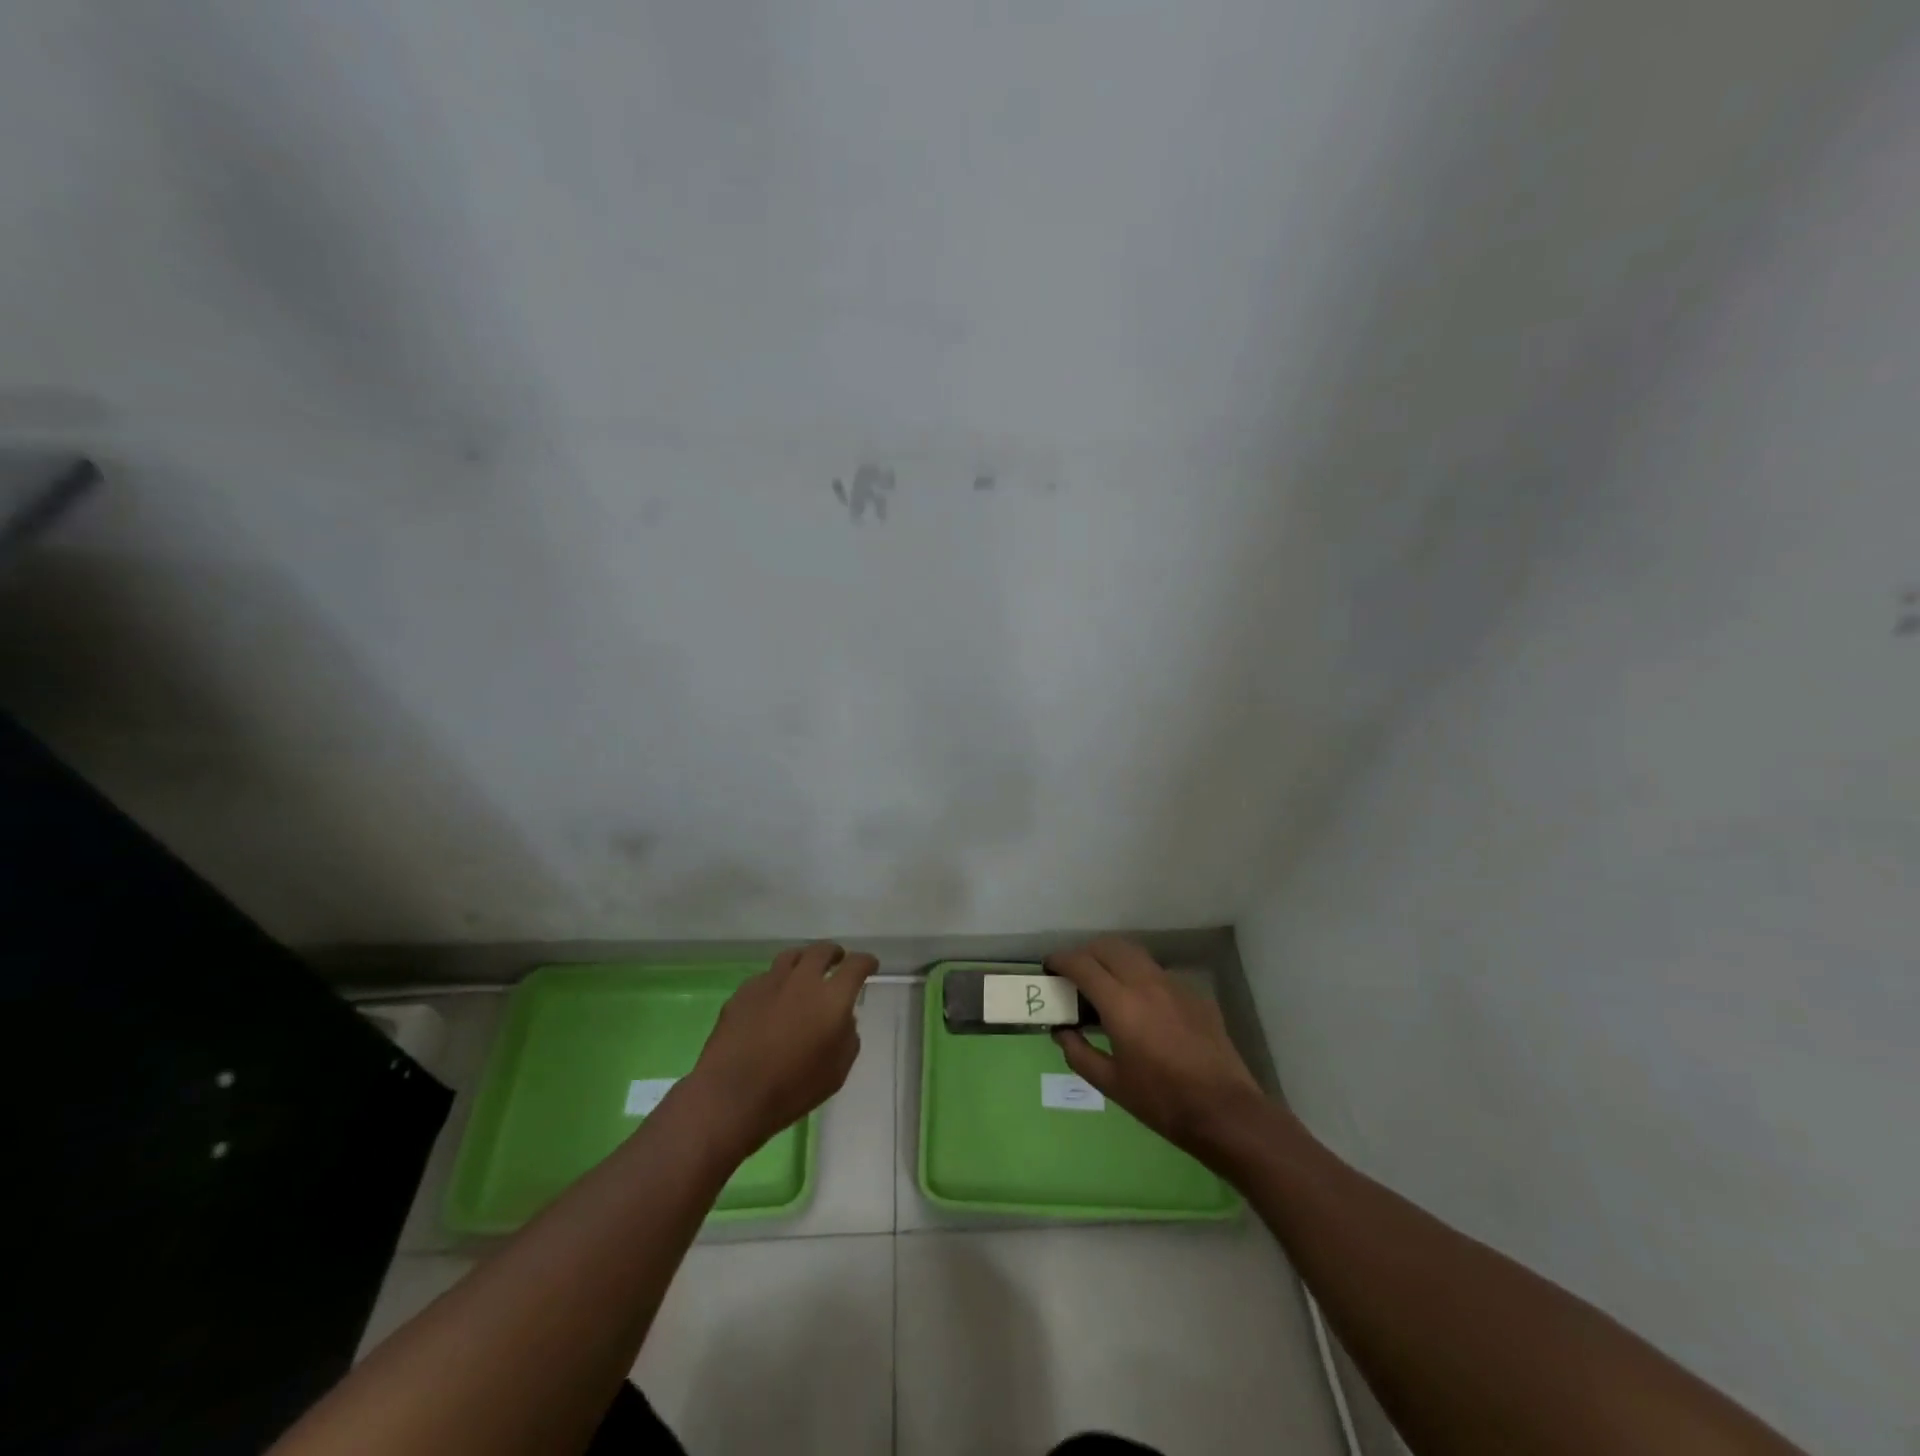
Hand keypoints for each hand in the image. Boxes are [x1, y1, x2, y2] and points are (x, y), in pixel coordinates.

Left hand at [685, 943, 876, 1153]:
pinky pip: (766, 977)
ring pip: (792, 956)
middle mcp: (803, 980)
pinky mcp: (743, 992)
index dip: (866, 962)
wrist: (732, 1095)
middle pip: (822, 951)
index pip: (856, 965)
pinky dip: (776, 981)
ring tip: (805, 971)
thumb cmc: (792, 1088)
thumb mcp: (837, 1071)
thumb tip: (844, 1019)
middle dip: (834, 953)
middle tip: (837, 960)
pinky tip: (773, 998)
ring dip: (804, 960)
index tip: (870, 965)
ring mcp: (770, 982)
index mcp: (832, 997)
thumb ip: (847, 1037)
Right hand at [1048, 939, 1266, 1158]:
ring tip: (1105, 983)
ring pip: (1135, 954)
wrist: (1224, 1111)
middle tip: (1074, 973)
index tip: (1049, 967)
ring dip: (1113, 959)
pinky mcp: (1194, 994)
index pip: (1082, 964)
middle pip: (1108, 947)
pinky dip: (1139, 976)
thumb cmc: (1161, 1101)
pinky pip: (1158, 973)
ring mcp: (1173, 984)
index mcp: (1120, 1003)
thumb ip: (1079, 1052)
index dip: (1061, 960)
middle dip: (1086, 953)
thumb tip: (1062, 1031)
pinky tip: (1141, 1005)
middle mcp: (1145, 982)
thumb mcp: (1111, 1084)